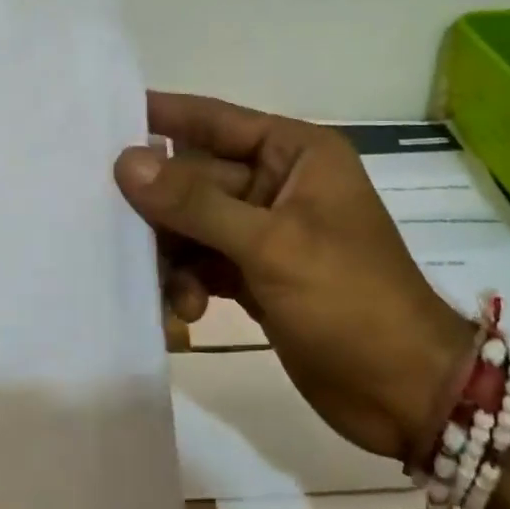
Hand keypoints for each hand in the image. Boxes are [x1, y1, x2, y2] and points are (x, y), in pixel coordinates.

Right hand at [115, 93, 473, 460]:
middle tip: (109, 220)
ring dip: (172, 251)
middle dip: (159, 204)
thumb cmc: (350, 300)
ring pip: (193, 223)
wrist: (406, 394)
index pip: (215, 120)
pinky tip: (184, 310)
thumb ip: (195, 203)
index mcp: (295, 153)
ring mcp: (265, 231)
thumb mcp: (271, 245)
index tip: (103, 115)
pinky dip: (187, 281)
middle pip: (195, 176)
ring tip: (166, 287)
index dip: (162, 116)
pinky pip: (203, 261)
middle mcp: (277, 183)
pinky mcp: (256, 275)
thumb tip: (126, 162)